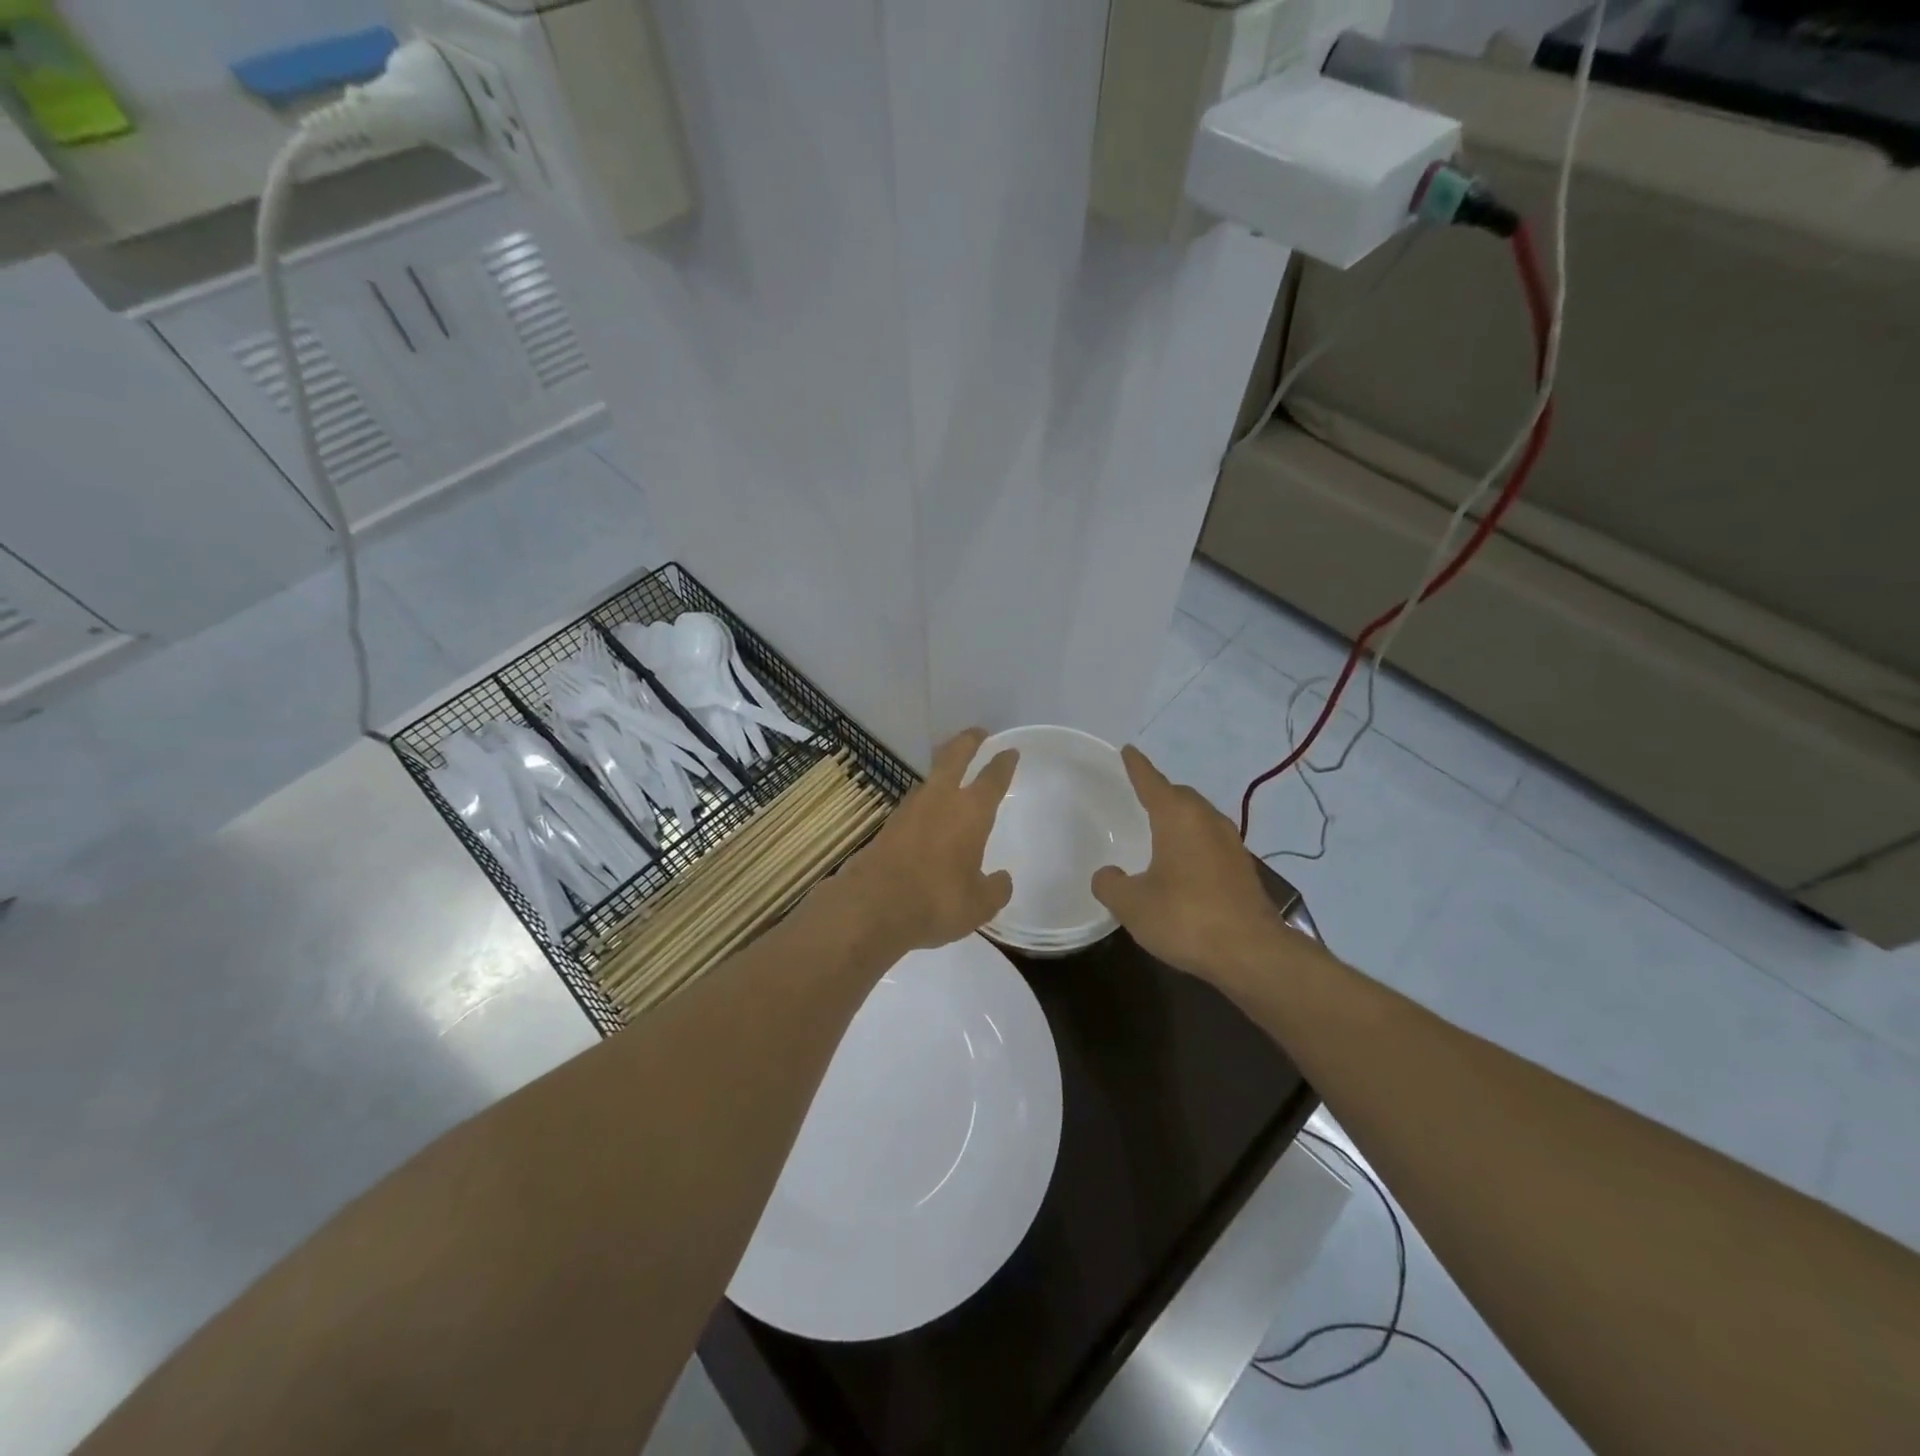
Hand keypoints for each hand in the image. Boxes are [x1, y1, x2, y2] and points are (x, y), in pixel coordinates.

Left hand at [840, 728, 1018, 954]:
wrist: (872, 907)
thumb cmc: (936, 901)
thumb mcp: (979, 905)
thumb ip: (995, 889)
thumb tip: (1002, 879)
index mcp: (971, 812)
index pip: (992, 778)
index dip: (1003, 763)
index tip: (1010, 751)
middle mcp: (940, 800)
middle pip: (954, 757)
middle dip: (968, 742)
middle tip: (978, 733)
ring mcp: (909, 809)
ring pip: (930, 778)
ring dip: (942, 770)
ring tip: (951, 772)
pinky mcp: (888, 825)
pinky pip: (914, 803)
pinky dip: (925, 800)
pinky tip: (927, 814)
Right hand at [1092, 745, 1284, 980]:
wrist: (1252, 953)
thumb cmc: (1185, 918)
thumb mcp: (1132, 904)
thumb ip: (1111, 885)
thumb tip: (1107, 876)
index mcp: (1178, 818)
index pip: (1152, 782)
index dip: (1137, 767)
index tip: (1128, 750)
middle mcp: (1207, 821)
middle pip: (1181, 796)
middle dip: (1161, 792)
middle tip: (1140, 795)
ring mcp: (1231, 845)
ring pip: (1200, 818)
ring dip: (1180, 818)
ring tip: (1160, 829)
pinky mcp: (1243, 870)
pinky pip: (1211, 842)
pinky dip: (1194, 842)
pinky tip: (1183, 864)